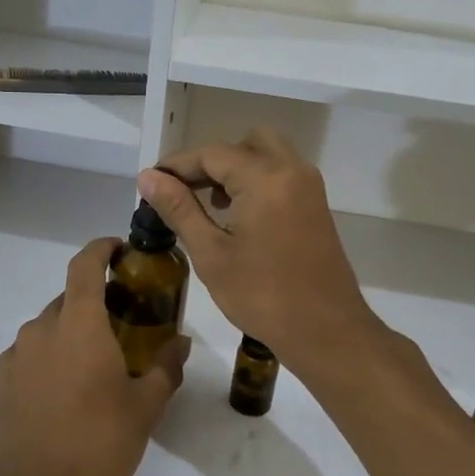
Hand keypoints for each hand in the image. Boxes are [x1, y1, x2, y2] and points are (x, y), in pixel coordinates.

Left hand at [0, 238, 189, 475]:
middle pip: (68, 299)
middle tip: (122, 327)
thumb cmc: (96, 446)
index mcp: (78, 325)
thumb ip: (165, 368)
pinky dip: (49, 362)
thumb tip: (180, 343)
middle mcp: (40, 330)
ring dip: (71, 336)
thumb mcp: (144, 408)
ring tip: (94, 368)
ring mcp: (14, 358)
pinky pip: (29, 358)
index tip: (121, 249)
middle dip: (94, 304)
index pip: (85, 265)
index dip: (102, 248)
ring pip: (47, 330)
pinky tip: (64, 396)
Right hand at [138, 129, 382, 370]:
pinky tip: (236, 215)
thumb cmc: (263, 296)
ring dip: (235, 169)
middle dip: (211, 161)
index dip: (177, 165)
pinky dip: (256, 181)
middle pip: (245, 144)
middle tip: (184, 190)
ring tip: (208, 203)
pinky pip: (282, 175)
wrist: (326, 332)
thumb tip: (149, 178)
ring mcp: (309, 188)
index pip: (213, 154)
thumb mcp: (212, 254)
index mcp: (266, 178)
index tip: (151, 182)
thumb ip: (179, 209)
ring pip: (267, 155)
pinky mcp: (316, 207)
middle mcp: (292, 171)